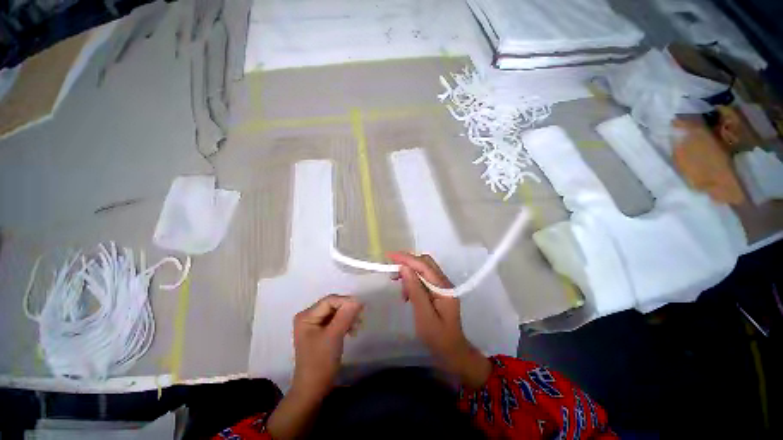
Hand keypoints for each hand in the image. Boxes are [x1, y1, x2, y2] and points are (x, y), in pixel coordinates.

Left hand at [268, 295, 362, 439]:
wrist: (313, 390)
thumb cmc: (320, 362)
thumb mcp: (334, 336)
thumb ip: (346, 315)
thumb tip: (358, 299)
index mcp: (306, 316)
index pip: (330, 300)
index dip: (346, 301)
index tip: (362, 308)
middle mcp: (308, 317)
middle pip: (333, 305)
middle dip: (347, 310)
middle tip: (360, 317)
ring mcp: (314, 325)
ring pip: (336, 313)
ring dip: (348, 317)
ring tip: (357, 326)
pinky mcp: (320, 332)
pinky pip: (335, 321)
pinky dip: (345, 324)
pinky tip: (352, 331)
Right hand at [387, 252, 490, 388]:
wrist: (452, 351)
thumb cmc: (438, 337)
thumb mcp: (424, 315)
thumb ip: (415, 290)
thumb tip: (404, 268)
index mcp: (443, 287)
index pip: (424, 265)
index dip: (407, 259)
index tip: (390, 256)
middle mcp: (444, 282)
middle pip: (425, 263)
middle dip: (407, 263)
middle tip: (392, 271)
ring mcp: (442, 285)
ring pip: (423, 270)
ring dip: (409, 274)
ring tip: (400, 288)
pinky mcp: (438, 290)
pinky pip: (423, 279)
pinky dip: (413, 282)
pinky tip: (407, 294)